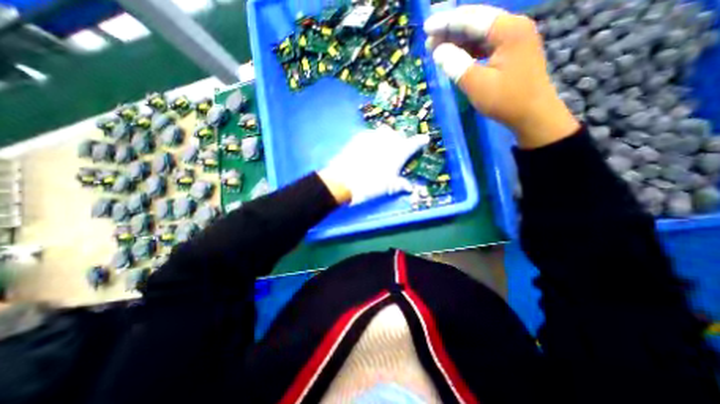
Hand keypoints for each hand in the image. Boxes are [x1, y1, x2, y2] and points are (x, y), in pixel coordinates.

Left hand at [319, 128, 425, 205]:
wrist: (344, 180)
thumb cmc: (372, 184)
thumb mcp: (389, 187)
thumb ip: (400, 185)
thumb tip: (410, 188)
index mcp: (399, 151)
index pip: (415, 143)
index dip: (421, 141)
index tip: (425, 139)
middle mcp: (388, 139)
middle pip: (399, 135)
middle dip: (401, 141)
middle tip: (397, 151)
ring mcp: (373, 136)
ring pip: (385, 131)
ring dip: (387, 137)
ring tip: (383, 147)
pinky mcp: (360, 136)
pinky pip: (371, 134)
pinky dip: (373, 139)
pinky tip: (369, 147)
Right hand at [423, 4, 580, 148]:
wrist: (532, 115)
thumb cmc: (506, 100)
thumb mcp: (477, 84)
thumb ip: (456, 65)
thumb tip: (438, 51)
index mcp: (508, 30)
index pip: (472, 19)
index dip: (446, 23)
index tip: (426, 28)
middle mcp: (512, 28)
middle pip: (476, 23)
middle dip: (451, 30)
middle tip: (429, 39)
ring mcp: (513, 40)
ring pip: (480, 34)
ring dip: (458, 41)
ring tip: (437, 48)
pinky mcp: (510, 54)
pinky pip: (484, 46)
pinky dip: (468, 51)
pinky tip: (455, 56)